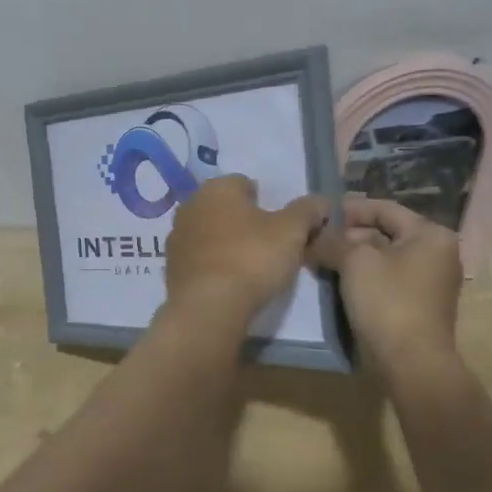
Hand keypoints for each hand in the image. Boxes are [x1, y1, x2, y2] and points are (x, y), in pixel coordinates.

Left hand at [164, 175, 328, 321]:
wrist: (208, 307)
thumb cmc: (252, 258)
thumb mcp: (292, 232)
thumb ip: (307, 211)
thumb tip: (321, 201)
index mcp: (217, 187)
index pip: (246, 184)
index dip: (267, 203)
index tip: (281, 228)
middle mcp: (191, 204)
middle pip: (226, 208)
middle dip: (245, 222)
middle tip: (269, 247)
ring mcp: (177, 235)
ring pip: (211, 232)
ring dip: (227, 243)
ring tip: (250, 268)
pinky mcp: (171, 266)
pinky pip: (200, 258)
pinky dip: (214, 264)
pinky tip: (229, 283)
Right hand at [310, 196, 462, 365]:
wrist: (411, 364)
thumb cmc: (388, 302)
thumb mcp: (355, 262)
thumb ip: (334, 241)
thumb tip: (315, 236)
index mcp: (431, 235)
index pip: (385, 209)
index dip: (351, 209)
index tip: (322, 215)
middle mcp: (437, 254)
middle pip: (386, 233)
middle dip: (350, 236)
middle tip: (318, 241)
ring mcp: (431, 282)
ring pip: (385, 258)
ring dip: (354, 258)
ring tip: (323, 260)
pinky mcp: (420, 306)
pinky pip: (389, 280)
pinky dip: (365, 277)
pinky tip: (340, 282)